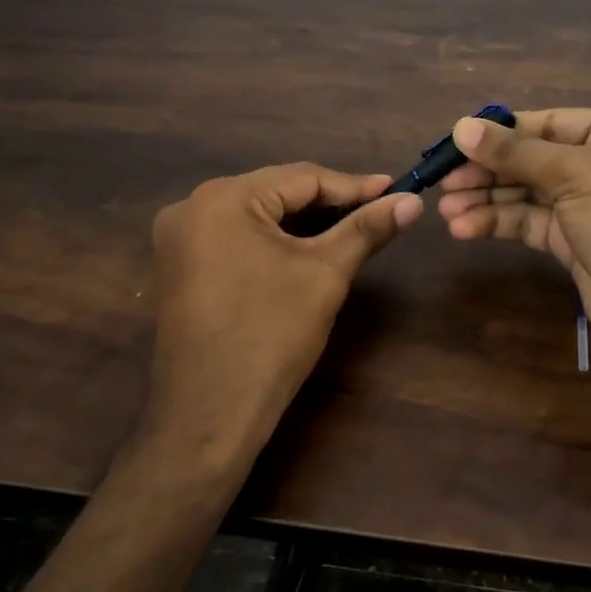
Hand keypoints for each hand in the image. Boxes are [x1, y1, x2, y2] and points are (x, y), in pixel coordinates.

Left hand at [143, 164, 421, 474]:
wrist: (211, 414)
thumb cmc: (272, 335)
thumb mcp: (326, 274)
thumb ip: (367, 229)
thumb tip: (412, 201)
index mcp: (221, 198)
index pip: (300, 178)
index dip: (353, 186)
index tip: (395, 191)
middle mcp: (190, 207)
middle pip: (275, 193)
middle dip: (328, 203)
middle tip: (377, 210)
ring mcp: (178, 239)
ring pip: (255, 216)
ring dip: (302, 222)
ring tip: (351, 228)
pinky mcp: (179, 267)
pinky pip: (235, 238)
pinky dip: (272, 241)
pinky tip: (305, 250)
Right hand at [436, 108, 590, 372]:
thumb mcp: (577, 175)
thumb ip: (516, 153)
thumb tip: (460, 127)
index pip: (553, 122)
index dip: (503, 132)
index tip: (456, 141)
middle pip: (537, 159)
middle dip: (490, 171)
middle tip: (444, 181)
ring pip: (531, 194)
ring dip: (488, 201)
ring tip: (445, 210)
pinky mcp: (579, 244)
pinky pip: (533, 224)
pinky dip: (500, 224)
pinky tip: (465, 229)